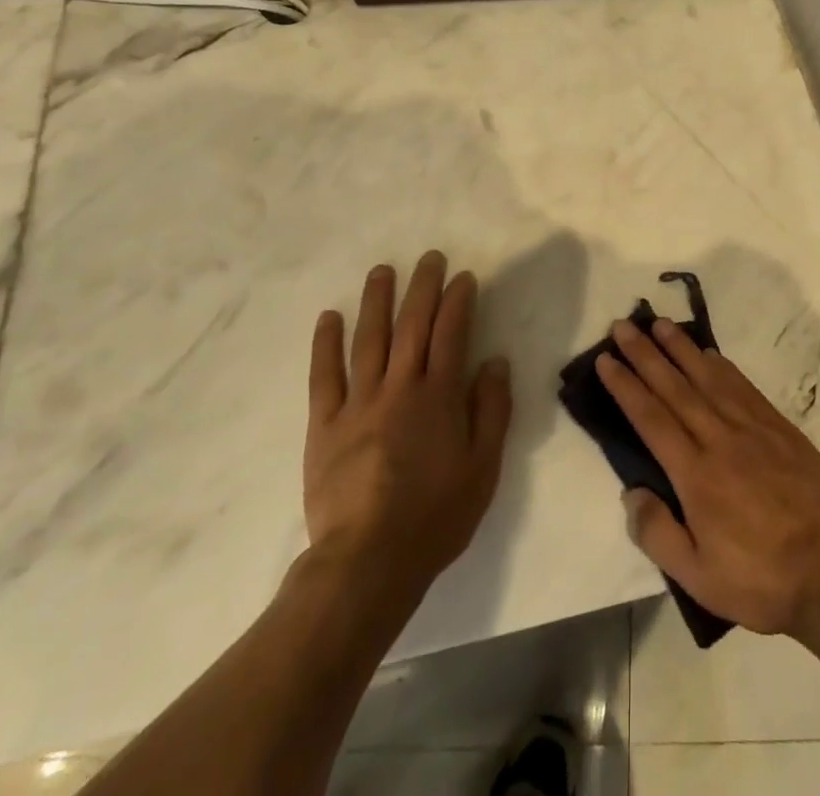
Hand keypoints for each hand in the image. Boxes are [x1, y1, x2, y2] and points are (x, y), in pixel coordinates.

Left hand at [303, 251, 512, 600]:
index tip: (463, 276)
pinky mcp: (325, 425)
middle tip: (429, 258)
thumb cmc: (435, 516)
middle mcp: (400, 387)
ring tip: (382, 270)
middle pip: (412, 326)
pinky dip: (326, 344)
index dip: (458, 301)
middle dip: (423, 287)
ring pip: (369, 340)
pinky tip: (329, 317)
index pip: (452, 334)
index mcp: (439, 396)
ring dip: (377, 301)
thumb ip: (491, 410)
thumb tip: (495, 362)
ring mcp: (359, 403)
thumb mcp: (483, 468)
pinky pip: (325, 376)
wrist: (367, 562)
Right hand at [596, 317, 819, 636]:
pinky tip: (709, 352)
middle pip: (675, 387)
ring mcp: (753, 428)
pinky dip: (722, 365)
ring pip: (709, 378)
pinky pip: (743, 386)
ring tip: (661, 325)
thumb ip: (657, 534)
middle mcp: (720, 440)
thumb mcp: (697, 578)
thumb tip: (631, 492)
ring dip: (682, 349)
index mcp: (695, 475)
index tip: (606, 360)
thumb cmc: (758, 580)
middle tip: (624, 326)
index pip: (651, 418)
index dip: (626, 386)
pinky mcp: (779, 427)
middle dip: (646, 355)